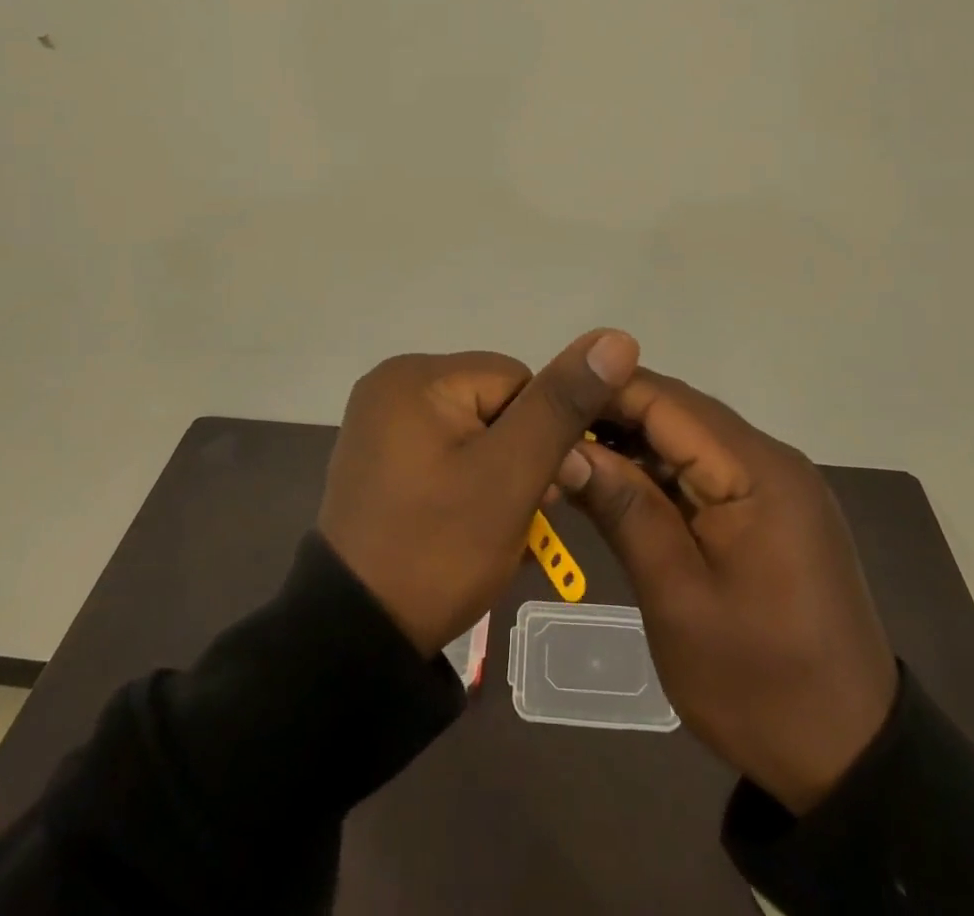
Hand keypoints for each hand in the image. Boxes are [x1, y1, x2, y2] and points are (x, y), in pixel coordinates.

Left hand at [318, 328, 640, 656]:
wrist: (358, 635)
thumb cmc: (438, 548)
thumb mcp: (510, 474)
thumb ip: (562, 404)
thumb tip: (616, 337)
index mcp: (416, 374)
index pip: (518, 379)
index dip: (541, 435)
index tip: (537, 489)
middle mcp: (393, 382)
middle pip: (495, 402)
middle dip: (518, 454)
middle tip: (511, 514)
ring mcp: (381, 420)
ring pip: (475, 428)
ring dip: (496, 470)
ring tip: (489, 523)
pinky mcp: (380, 454)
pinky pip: (446, 448)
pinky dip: (467, 478)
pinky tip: (464, 519)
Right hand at [559, 370, 898, 813]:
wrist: (850, 759)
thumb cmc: (759, 684)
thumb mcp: (678, 600)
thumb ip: (625, 510)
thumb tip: (565, 446)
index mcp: (758, 472)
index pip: (667, 401)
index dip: (602, 390)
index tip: (543, 399)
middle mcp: (772, 460)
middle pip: (679, 412)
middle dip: (611, 414)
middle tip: (546, 433)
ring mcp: (775, 484)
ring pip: (689, 437)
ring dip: (631, 442)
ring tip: (567, 455)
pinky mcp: (771, 508)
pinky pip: (705, 468)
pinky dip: (658, 471)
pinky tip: (616, 485)